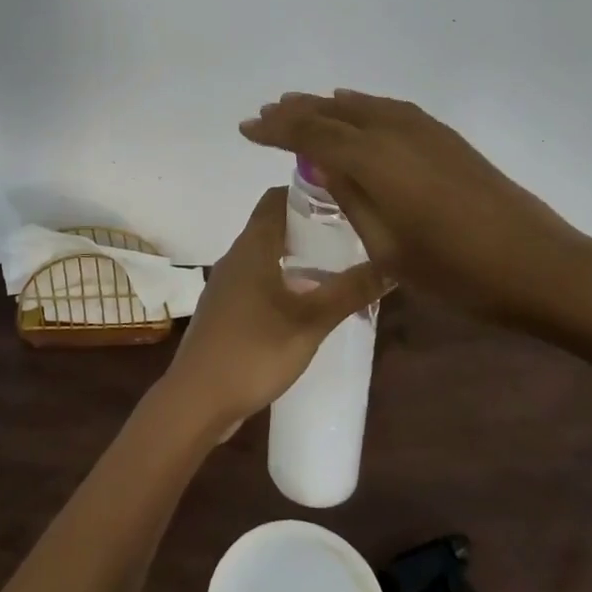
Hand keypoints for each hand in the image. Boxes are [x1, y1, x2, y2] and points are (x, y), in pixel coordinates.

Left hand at [160, 186, 384, 434]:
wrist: (197, 399)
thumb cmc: (254, 350)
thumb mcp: (311, 321)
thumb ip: (350, 291)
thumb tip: (393, 264)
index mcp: (252, 246)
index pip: (276, 198)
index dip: (307, 192)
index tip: (343, 199)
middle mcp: (236, 256)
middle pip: (273, 225)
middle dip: (310, 227)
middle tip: (350, 236)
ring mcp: (227, 284)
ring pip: (266, 255)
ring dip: (298, 256)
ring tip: (337, 269)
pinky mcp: (226, 311)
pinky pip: (259, 281)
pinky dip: (284, 281)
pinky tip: (308, 305)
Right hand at [241, 90, 591, 337]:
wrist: (539, 265)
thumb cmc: (456, 270)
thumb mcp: (387, 247)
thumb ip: (350, 197)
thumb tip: (321, 163)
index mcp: (373, 159)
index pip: (310, 133)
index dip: (275, 129)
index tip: (246, 129)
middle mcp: (393, 131)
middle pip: (332, 111)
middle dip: (295, 112)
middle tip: (265, 115)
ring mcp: (423, 129)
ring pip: (361, 105)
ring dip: (326, 105)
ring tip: (300, 107)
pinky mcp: (445, 137)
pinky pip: (388, 108)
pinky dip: (361, 106)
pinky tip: (356, 108)